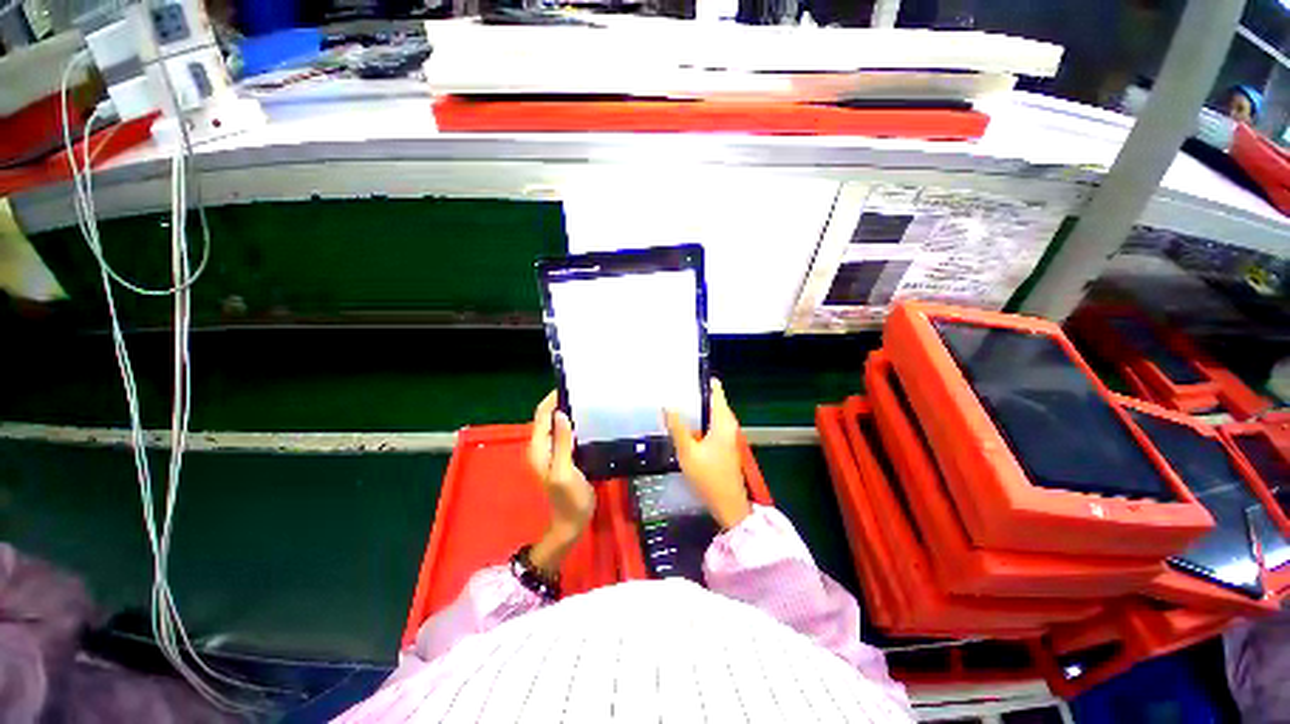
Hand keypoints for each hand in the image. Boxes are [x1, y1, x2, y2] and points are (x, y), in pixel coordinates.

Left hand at [527, 391, 595, 573]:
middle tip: (584, 392)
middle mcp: (542, 447)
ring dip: (569, 412)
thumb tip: (561, 413)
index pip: (542, 415)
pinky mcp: (564, 456)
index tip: (571, 386)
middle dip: (561, 402)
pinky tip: (589, 421)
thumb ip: (562, 443)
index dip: (552, 399)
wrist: (572, 524)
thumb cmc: (569, 499)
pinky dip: (574, 424)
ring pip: (557, 425)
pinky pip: (566, 434)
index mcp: (539, 448)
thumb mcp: (564, 471)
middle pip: (548, 418)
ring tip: (589, 401)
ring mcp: (553, 452)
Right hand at [664, 379, 751, 529]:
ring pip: (709, 412)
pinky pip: (709, 423)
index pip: (715, 389)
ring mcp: (726, 433)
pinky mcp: (722, 442)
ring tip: (673, 401)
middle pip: (711, 399)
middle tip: (671, 388)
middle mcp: (727, 422)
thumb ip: (677, 427)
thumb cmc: (709, 477)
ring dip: (694, 407)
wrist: (728, 505)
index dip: (700, 380)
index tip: (682, 375)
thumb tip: (667, 405)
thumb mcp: (688, 452)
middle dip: (693, 393)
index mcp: (723, 420)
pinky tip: (682, 422)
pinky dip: (697, 419)